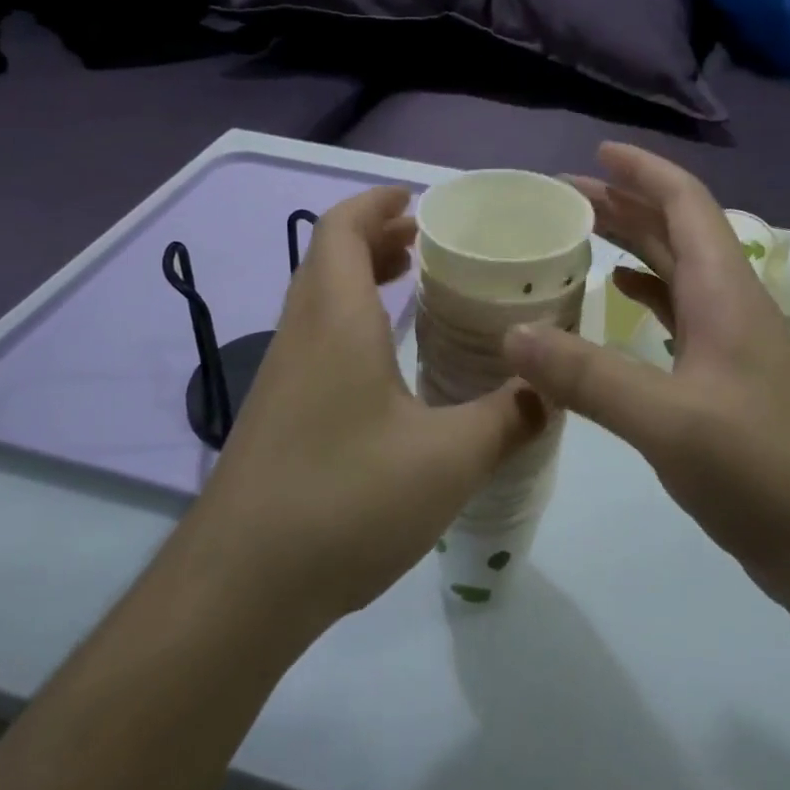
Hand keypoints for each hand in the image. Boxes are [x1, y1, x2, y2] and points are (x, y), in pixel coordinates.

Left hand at [182, 187, 548, 634]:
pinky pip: (316, 338)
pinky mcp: (276, 413)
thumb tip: (551, 391)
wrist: (238, 589)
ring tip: (413, 284)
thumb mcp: (448, 461)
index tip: (417, 200)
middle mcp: (301, 335)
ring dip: (361, 278)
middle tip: (429, 242)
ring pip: (319, 300)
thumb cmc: (344, 502)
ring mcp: (281, 376)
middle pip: (328, 258)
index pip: (342, 229)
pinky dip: (352, 320)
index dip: (376, 203)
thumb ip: (507, 419)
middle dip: (376, 237)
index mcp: (336, 321)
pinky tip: (387, 364)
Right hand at [504, 144, 789, 610]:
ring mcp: (733, 344)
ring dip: (634, 246)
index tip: (597, 152)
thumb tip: (511, 334)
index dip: (644, 171)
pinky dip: (647, 295)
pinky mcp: (727, 380)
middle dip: (625, 204)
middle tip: (564, 197)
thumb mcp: (669, 421)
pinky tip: (619, 299)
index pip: (686, 203)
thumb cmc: (763, 471)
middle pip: (676, 232)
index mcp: (726, 292)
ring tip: (581, 237)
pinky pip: (680, 315)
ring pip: (678, 272)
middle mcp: (731, 304)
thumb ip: (588, 377)